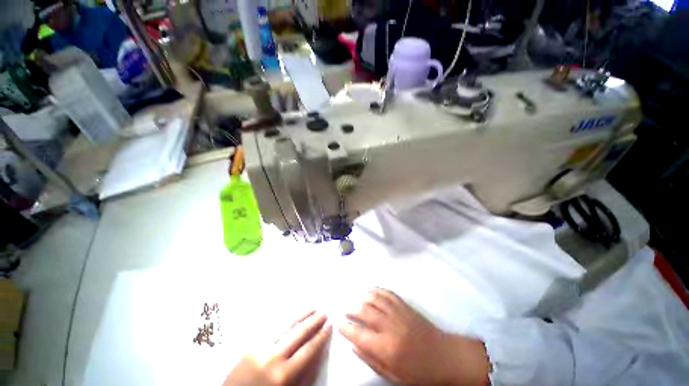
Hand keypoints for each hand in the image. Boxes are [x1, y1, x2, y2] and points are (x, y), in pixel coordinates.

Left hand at [224, 311, 331, 385]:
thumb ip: (305, 375)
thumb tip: (319, 352)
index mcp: (283, 375)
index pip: (308, 349)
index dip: (320, 336)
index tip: (330, 325)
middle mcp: (272, 357)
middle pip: (298, 333)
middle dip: (313, 321)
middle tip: (324, 312)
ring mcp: (260, 348)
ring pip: (285, 326)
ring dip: (301, 315)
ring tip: (312, 308)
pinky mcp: (251, 344)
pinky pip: (273, 328)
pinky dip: (286, 320)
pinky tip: (293, 315)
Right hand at [339, 288, 489, 385]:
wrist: (445, 357)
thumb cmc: (419, 372)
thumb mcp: (393, 375)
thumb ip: (371, 360)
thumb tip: (353, 346)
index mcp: (386, 348)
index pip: (359, 334)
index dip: (346, 328)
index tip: (338, 324)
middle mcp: (390, 326)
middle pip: (364, 311)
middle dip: (350, 308)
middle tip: (344, 310)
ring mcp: (398, 312)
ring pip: (374, 298)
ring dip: (361, 296)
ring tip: (355, 299)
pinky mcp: (405, 305)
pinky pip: (387, 293)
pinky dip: (376, 290)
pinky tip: (370, 290)